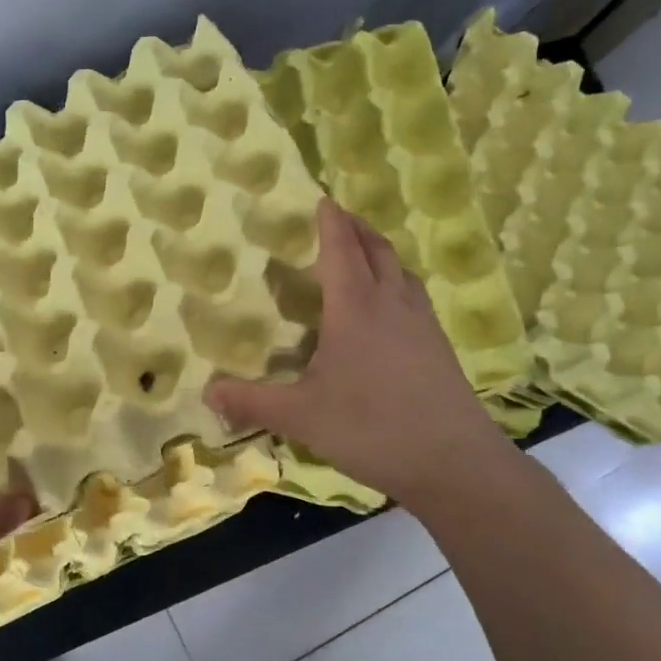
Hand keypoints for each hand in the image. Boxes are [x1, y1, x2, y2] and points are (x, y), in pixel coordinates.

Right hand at [207, 198, 510, 504]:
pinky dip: (398, 281)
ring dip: (381, 251)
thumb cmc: (371, 428)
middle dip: (357, 228)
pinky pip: (415, 295)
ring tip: (364, 252)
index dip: (330, 222)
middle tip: (339, 216)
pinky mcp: (439, 346)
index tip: (322, 198)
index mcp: (355, 308)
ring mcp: (422, 324)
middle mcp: (392, 304)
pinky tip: (392, 306)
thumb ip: (252, 402)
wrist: (454, 462)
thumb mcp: (301, 417)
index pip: (341, 250)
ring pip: (402, 270)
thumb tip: (206, 392)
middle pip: (377, 250)